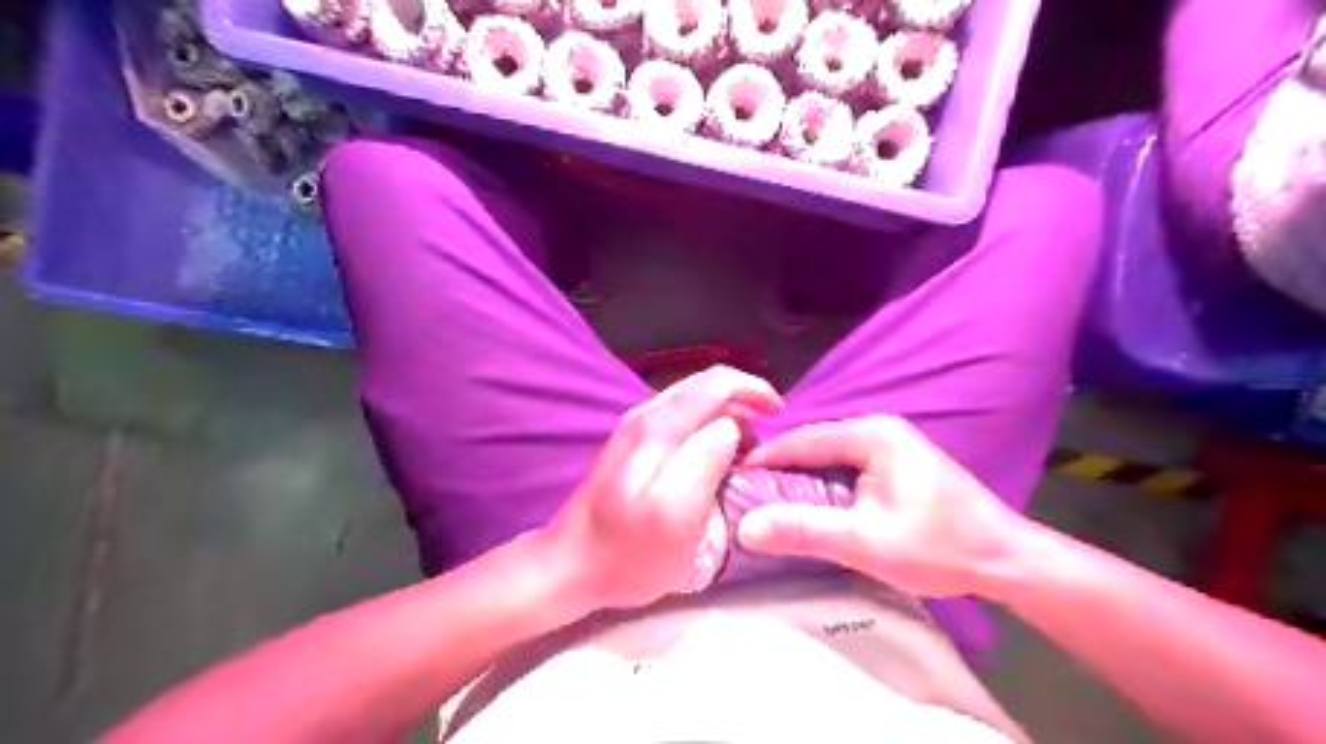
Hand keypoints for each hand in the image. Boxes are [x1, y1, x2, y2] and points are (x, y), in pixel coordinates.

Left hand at [544, 364, 779, 613]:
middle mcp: (645, 415)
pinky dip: (707, 430)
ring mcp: (635, 429)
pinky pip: (681, 421)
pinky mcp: (632, 446)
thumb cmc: (627, 551)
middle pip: (705, 386)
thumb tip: (731, 427)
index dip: (754, 390)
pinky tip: (712, 461)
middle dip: (743, 403)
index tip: (779, 415)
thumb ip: (705, 460)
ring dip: (726, 418)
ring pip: (693, 403)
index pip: (716, 382)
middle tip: (763, 444)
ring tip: (744, 455)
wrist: (570, 566)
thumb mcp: (676, 514)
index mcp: (658, 425)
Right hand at [740, 417, 1027, 599]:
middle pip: (812, 444)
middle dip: (777, 468)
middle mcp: (877, 428)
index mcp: (871, 434)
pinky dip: (820, 483)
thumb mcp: (866, 543)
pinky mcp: (895, 463)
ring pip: (826, 456)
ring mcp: (888, 444)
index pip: (801, 439)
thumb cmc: (940, 547)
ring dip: (798, 477)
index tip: (729, 478)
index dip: (763, 459)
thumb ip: (805, 531)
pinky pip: (843, 467)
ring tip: (764, 500)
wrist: (1006, 560)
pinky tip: (806, 504)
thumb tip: (746, 527)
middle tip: (743, 494)